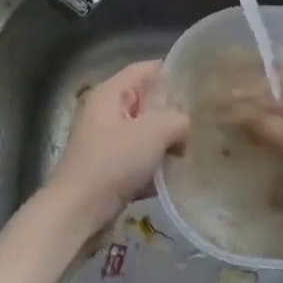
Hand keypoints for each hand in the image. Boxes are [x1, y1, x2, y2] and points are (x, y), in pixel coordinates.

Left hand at [43, 60, 188, 238]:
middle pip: (146, 102)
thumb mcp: (154, 131)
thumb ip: (178, 119)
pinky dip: (156, 165)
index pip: (144, 69)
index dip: (171, 71)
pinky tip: (176, 176)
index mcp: (109, 94)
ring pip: (145, 132)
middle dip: (173, 111)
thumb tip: (185, 126)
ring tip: (194, 148)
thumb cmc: (113, 162)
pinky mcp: (110, 169)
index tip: (200, 81)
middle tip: (203, 119)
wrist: (78, 212)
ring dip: (166, 141)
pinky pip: (140, 159)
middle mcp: (105, 113)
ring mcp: (107, 143)